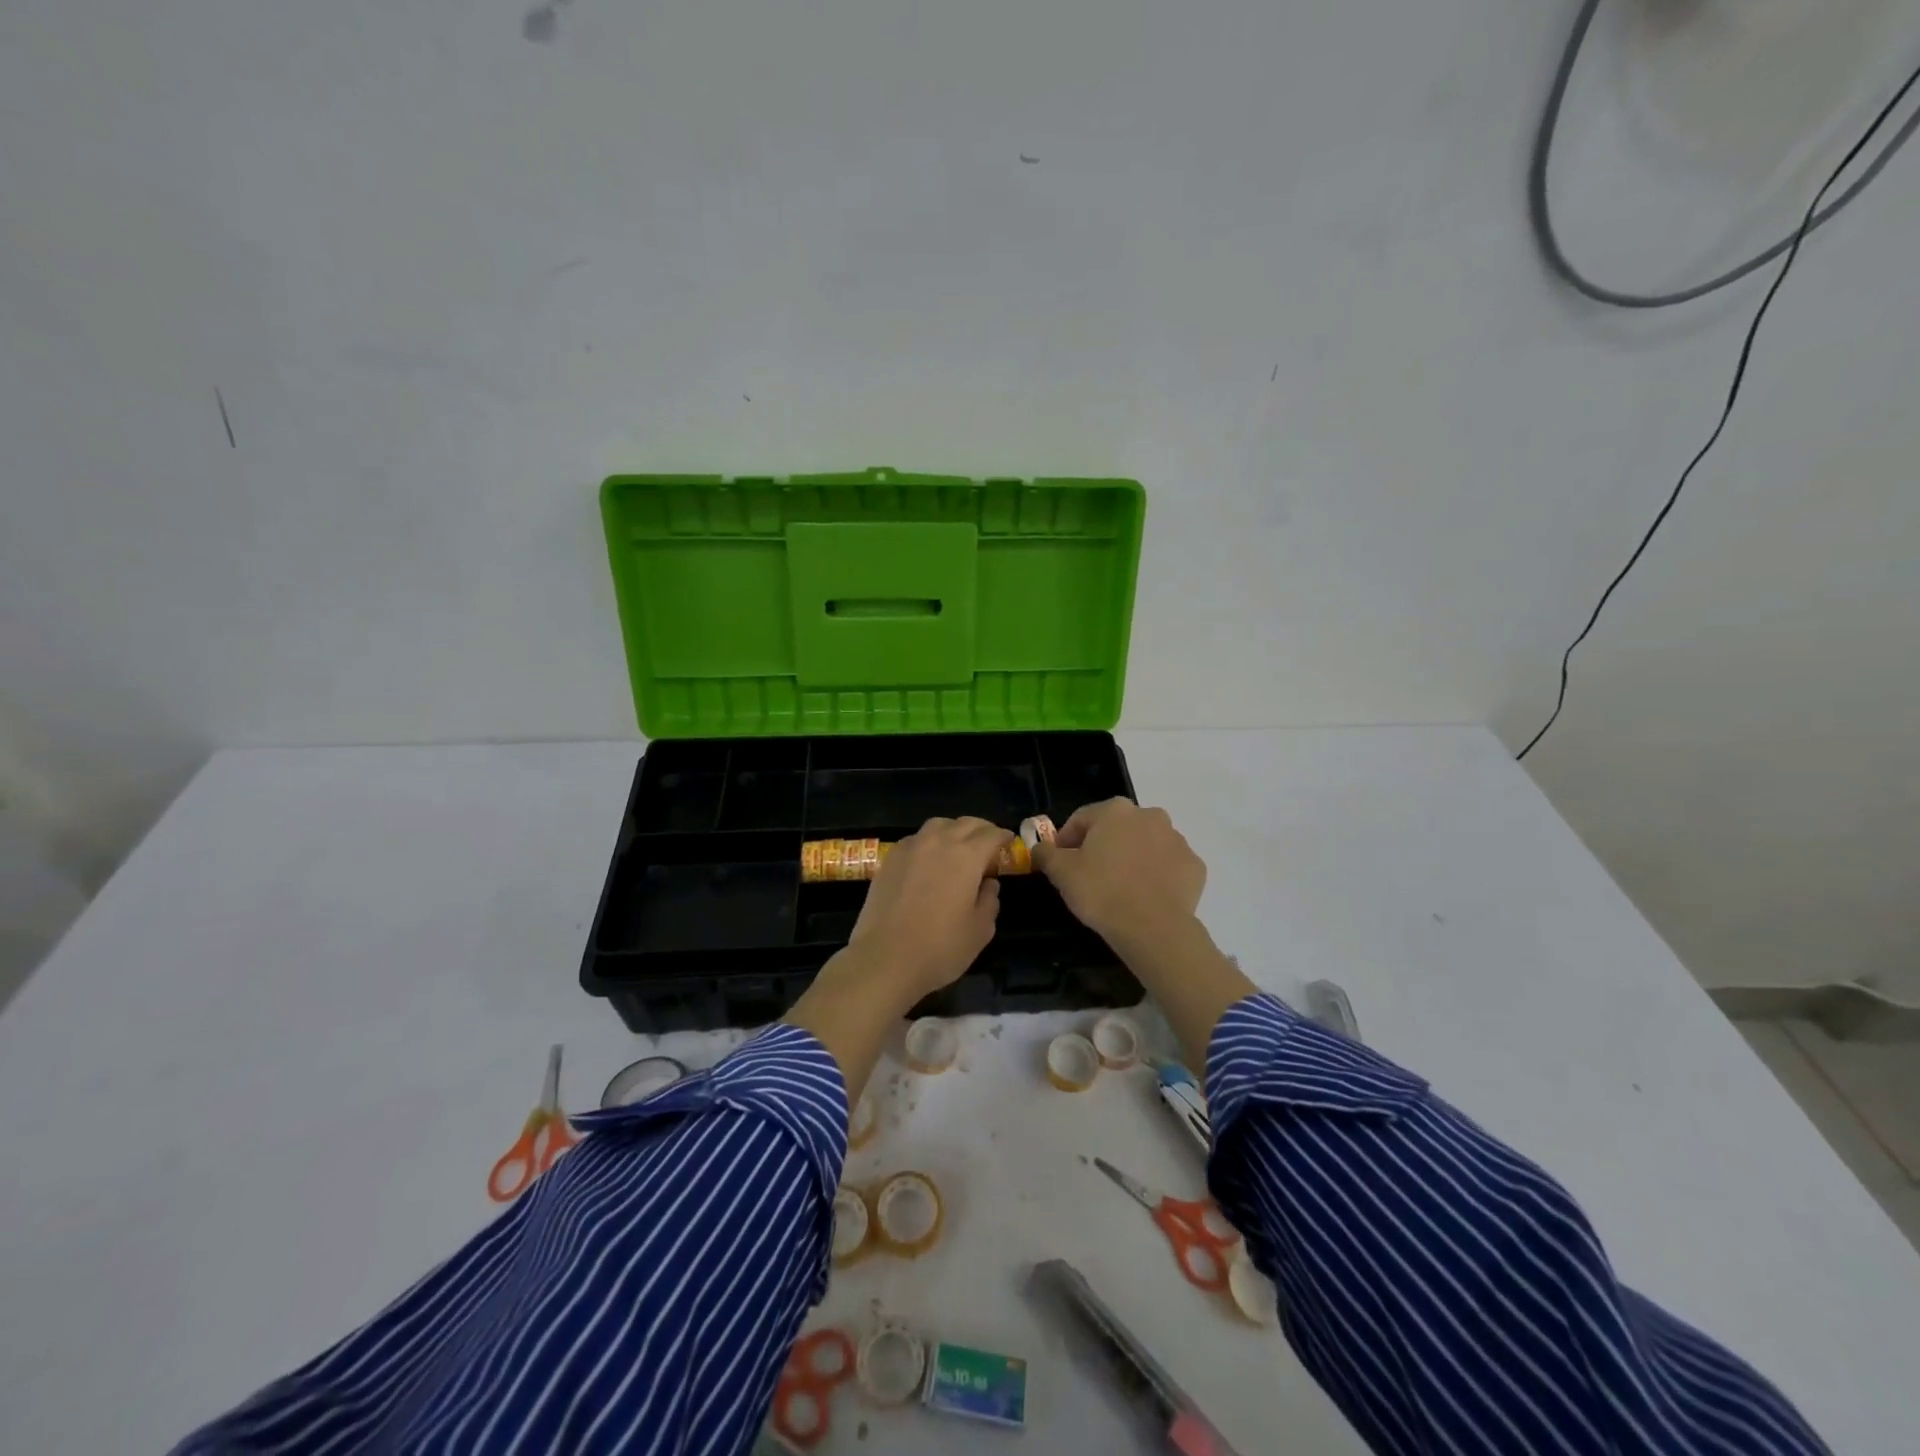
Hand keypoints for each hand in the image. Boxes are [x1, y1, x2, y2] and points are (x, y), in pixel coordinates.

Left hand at [844, 816, 1012, 1003]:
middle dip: (981, 829)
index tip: (1009, 842)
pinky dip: (929, 841)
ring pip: (937, 825)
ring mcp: (910, 848)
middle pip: (965, 823)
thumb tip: (988, 884)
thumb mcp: (980, 930)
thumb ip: (989, 901)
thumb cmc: (940, 948)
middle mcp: (938, 842)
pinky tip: (929, 859)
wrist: (884, 958)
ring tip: (958, 846)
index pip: (991, 835)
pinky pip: (916, 839)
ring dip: (953, 830)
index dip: (1003, 837)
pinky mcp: (889, 859)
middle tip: (988, 843)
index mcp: (967, 856)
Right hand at [1033, 798, 1205, 944]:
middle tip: (1090, 875)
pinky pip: (1169, 866)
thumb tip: (1040, 848)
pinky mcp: (1195, 866)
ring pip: (1146, 845)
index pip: (1081, 819)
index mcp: (1115, 810)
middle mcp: (1150, 815)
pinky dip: (1157, 876)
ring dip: (1132, 858)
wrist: (1153, 928)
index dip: (1066, 840)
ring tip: (1121, 889)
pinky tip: (1146, 897)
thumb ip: (1046, 854)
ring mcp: (1177, 840)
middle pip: (1117, 829)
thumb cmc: (1101, 891)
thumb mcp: (1061, 872)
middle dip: (1103, 846)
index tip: (1060, 863)